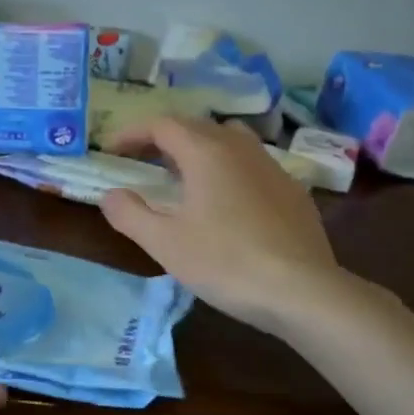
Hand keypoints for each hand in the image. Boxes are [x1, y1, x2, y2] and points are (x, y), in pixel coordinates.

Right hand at [102, 117, 343, 333]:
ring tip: (185, 176)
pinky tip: (228, 202)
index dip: (132, 133)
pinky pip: (252, 164)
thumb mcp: (165, 243)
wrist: (303, 290)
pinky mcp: (293, 190)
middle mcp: (240, 147)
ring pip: (230, 140)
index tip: (111, 150)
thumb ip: (130, 214)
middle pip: (196, 126)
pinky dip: (229, 169)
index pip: (162, 124)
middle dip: (163, 138)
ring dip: (200, 148)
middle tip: (142, 161)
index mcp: (206, 152)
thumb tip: (110, 195)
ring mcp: (272, 167)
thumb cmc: (226, 262)